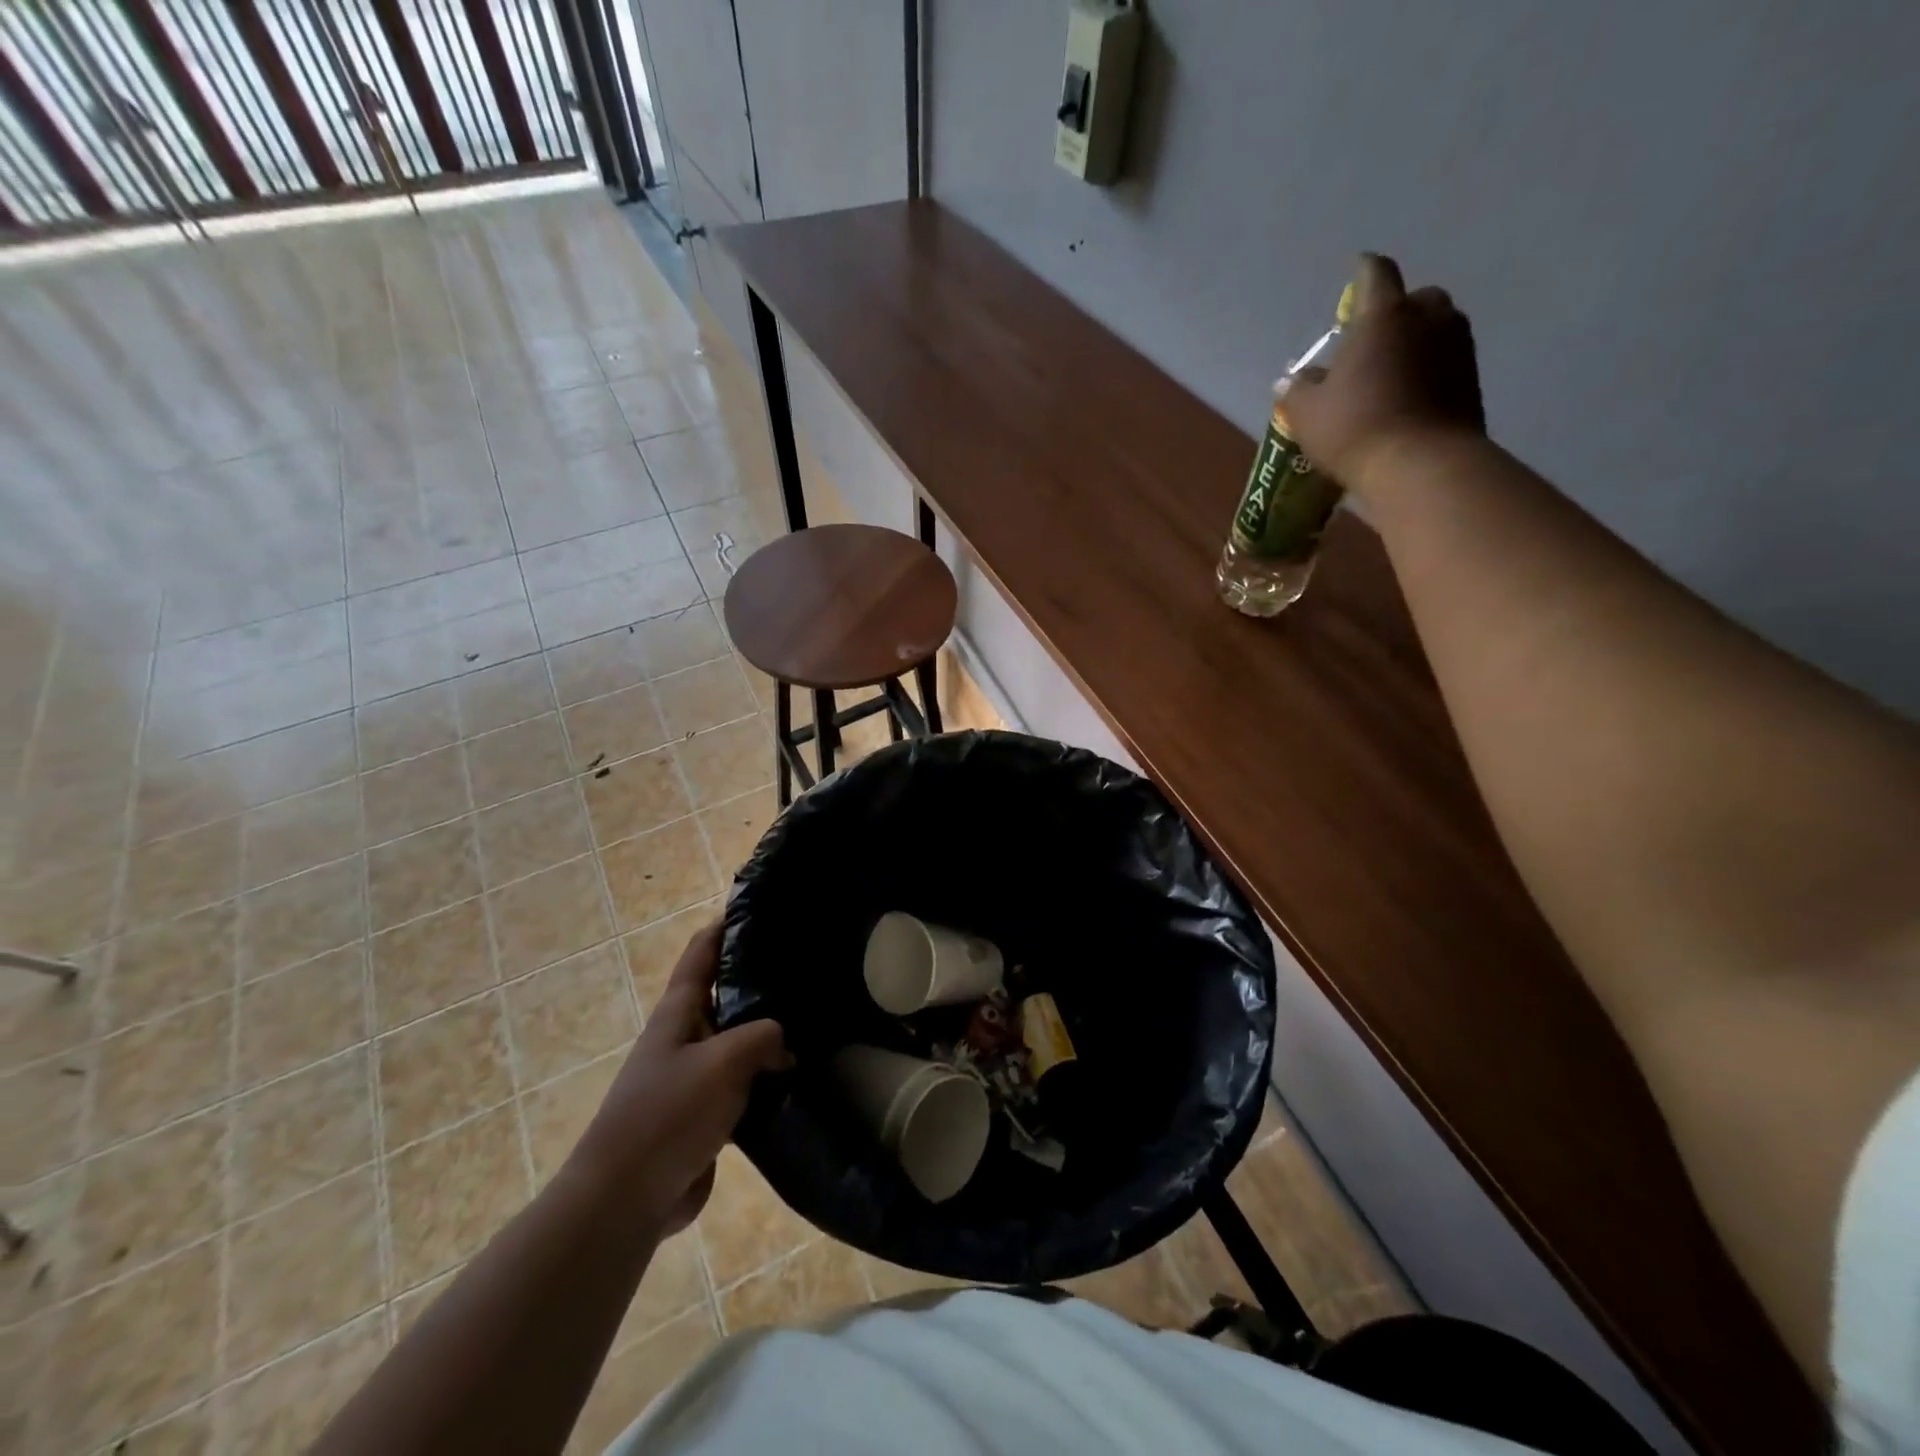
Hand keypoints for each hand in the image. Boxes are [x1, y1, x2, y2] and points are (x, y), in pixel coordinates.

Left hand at [568, 923, 789, 1235]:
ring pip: (738, 1042)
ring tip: (814, 1017)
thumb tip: (784, 1043)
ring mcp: (693, 1077)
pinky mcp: (704, 1115)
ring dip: (768, 1034)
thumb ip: (763, 1037)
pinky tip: (800, 1076)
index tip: (761, 907)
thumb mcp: (723, 1061)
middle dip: (760, 980)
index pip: (702, 953)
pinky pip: (743, 1084)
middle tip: (805, 966)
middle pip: (725, 995)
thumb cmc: (668, 1113)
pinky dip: (767, 1077)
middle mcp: (684, 1037)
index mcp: (678, 1012)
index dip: (726, 926)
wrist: (626, 1198)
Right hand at [1284, 254, 1486, 495]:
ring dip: (1415, 342)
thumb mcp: (1308, 413)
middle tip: (1372, 339)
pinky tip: (1409, 396)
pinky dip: (1429, 370)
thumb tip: (1291, 379)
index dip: (1362, 271)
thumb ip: (1298, 390)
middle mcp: (1427, 318)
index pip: (1374, 274)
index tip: (1355, 271)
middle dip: (1395, 312)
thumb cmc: (1355, 428)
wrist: (1421, 465)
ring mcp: (1457, 346)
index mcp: (1383, 315)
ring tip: (1390, 371)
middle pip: (1414, 299)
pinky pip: (1446, 362)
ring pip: (1435, 329)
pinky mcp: (1473, 379)